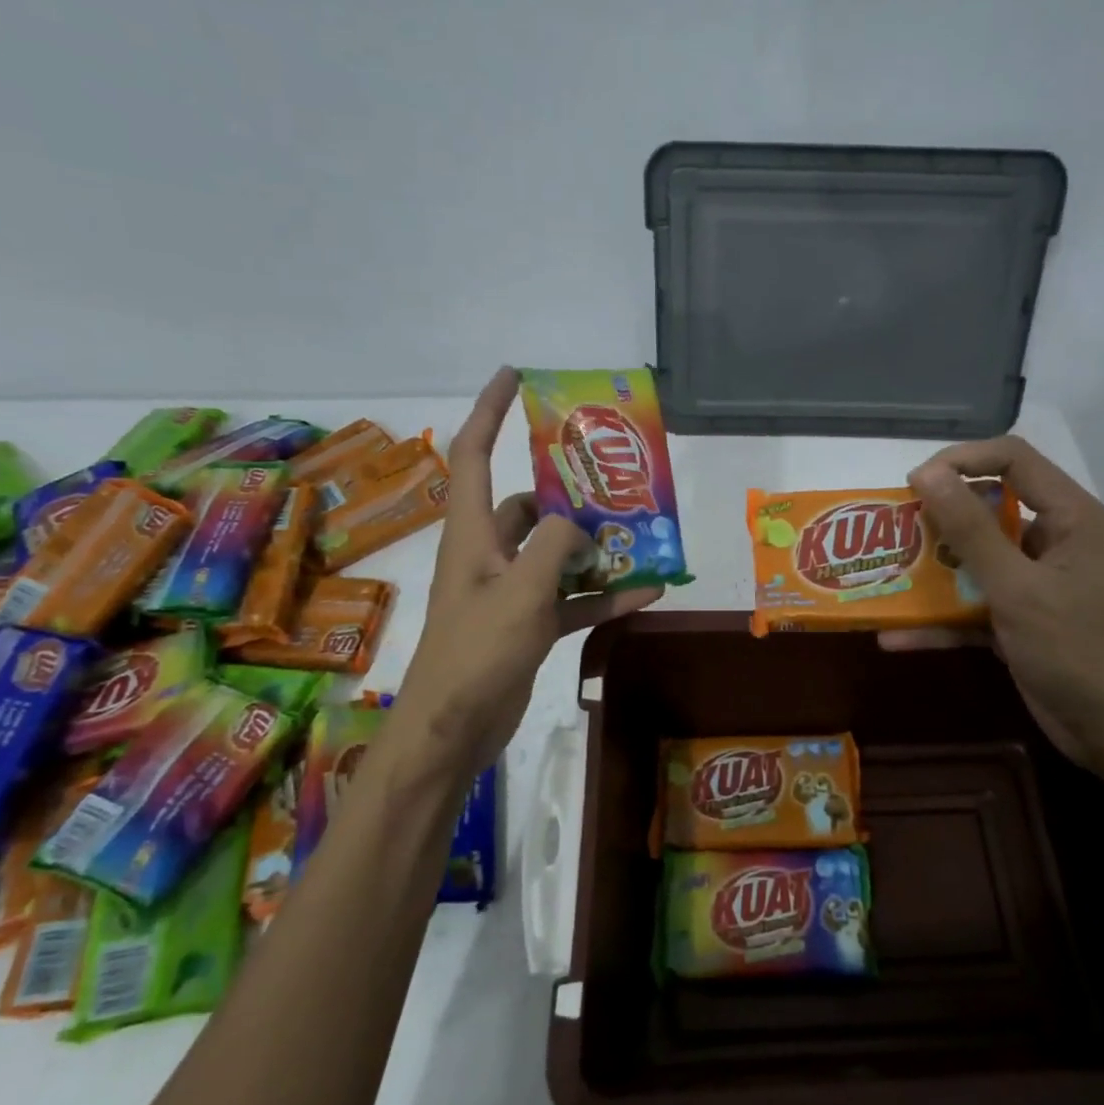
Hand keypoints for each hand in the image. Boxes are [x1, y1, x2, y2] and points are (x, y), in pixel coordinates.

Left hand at [393, 367, 662, 774]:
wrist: (454, 728)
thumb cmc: (476, 652)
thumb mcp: (521, 591)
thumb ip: (553, 546)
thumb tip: (578, 526)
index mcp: (472, 533)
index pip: (473, 453)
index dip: (490, 410)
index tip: (515, 376)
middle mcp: (488, 552)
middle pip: (528, 505)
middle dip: (568, 492)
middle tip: (612, 479)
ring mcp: (509, 589)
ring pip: (556, 553)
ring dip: (594, 548)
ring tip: (641, 536)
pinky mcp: (527, 623)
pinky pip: (572, 598)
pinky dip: (603, 594)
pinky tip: (648, 592)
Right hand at [883, 436, 1103, 767]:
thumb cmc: (1077, 650)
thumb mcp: (1017, 588)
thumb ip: (970, 530)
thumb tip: (927, 473)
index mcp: (1071, 518)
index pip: (1013, 460)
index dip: (961, 460)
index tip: (914, 483)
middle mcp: (1055, 541)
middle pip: (989, 509)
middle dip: (938, 520)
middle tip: (894, 531)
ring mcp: (1038, 583)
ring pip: (977, 561)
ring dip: (933, 572)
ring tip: (887, 576)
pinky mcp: (1023, 620)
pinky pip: (976, 607)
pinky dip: (942, 620)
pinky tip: (896, 636)